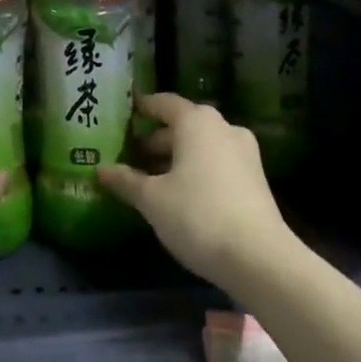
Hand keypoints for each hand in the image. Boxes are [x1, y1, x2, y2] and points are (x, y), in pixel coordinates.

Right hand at [96, 93, 294, 295]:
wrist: (260, 258)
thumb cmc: (198, 215)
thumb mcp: (152, 200)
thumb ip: (126, 180)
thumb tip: (100, 169)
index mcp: (196, 121)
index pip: (163, 103)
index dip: (142, 107)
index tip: (125, 112)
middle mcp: (222, 127)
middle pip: (182, 125)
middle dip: (156, 139)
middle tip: (130, 154)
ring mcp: (243, 152)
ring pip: (200, 145)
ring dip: (176, 157)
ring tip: (150, 178)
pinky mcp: (255, 178)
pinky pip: (216, 162)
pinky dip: (195, 170)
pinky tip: (179, 194)